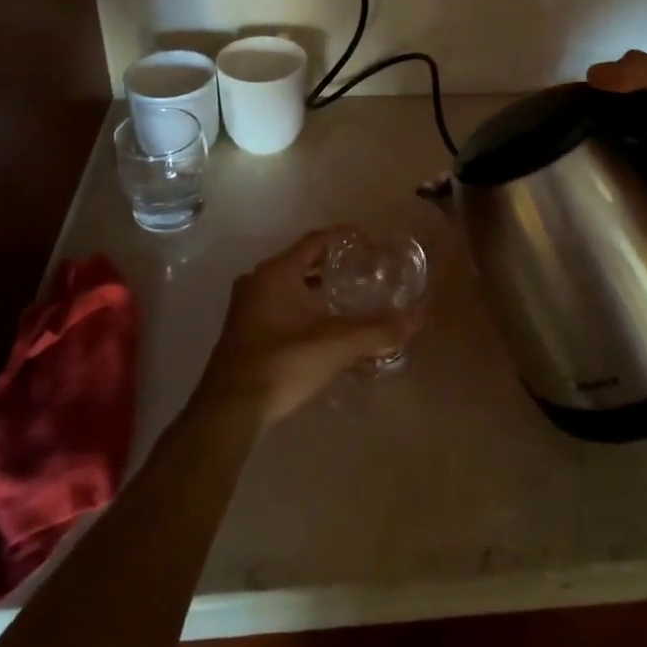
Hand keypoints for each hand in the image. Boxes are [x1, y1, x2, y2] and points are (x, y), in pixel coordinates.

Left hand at [196, 229, 422, 425]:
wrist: (231, 410)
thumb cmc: (283, 363)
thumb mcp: (336, 345)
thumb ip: (377, 330)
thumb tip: (415, 317)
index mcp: (277, 272)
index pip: (316, 241)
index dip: (344, 237)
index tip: (369, 240)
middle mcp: (258, 281)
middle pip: (302, 261)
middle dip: (333, 264)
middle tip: (364, 270)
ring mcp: (247, 306)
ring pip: (290, 285)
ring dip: (317, 288)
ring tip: (349, 297)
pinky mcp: (244, 330)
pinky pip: (280, 305)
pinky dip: (303, 306)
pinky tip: (323, 325)